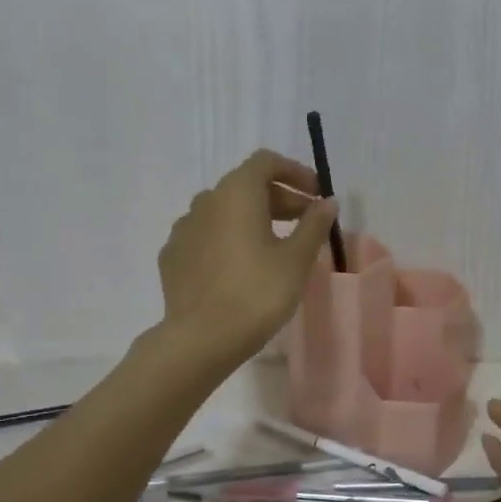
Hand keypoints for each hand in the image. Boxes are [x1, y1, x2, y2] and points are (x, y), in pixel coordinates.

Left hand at [156, 149, 338, 370]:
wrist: (201, 339)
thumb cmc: (257, 292)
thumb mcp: (297, 259)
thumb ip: (314, 224)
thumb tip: (327, 202)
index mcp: (236, 193)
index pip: (266, 162)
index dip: (295, 172)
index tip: (317, 195)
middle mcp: (205, 201)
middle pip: (246, 186)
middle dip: (280, 198)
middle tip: (307, 223)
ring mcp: (183, 229)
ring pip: (224, 211)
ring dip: (254, 218)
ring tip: (277, 245)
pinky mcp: (173, 257)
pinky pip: (207, 236)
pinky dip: (229, 239)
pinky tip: (242, 266)